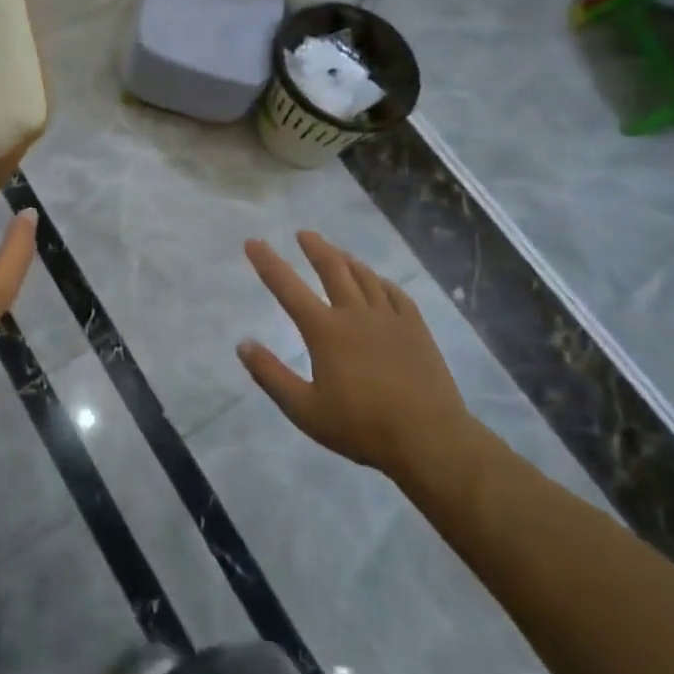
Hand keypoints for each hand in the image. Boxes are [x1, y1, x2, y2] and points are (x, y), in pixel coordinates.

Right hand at [239, 232, 490, 504]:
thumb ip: (271, 375)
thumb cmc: (362, 427)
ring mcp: (389, 317)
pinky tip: (378, 282)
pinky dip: (380, 281)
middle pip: (332, 268)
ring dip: (346, 259)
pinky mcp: (416, 328)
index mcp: (325, 330)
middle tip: (304, 233)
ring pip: (364, 276)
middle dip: (315, 247)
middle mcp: (355, 313)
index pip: (287, 287)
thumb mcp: (304, 410)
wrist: (431, 439)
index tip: (253, 241)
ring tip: (336, 252)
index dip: (268, 262)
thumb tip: (243, 344)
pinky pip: (395, 292)